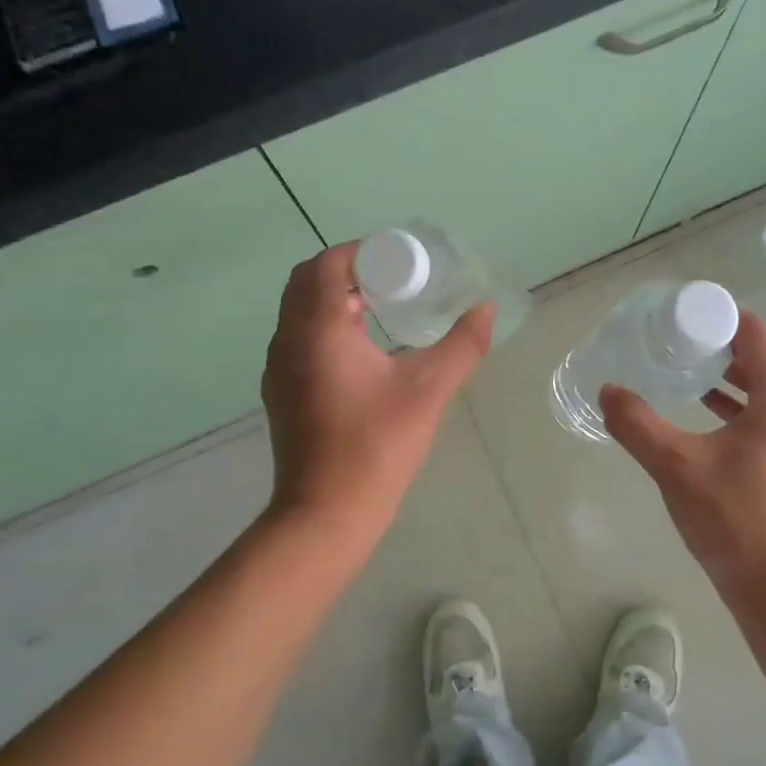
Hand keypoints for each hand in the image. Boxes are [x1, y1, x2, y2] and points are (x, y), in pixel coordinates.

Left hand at [261, 242, 492, 537]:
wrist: (325, 513)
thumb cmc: (376, 446)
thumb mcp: (428, 391)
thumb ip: (462, 345)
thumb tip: (486, 309)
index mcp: (319, 329)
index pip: (328, 264)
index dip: (361, 252)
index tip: (398, 261)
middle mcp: (288, 340)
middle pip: (307, 281)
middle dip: (348, 270)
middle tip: (392, 280)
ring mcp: (278, 368)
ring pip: (299, 310)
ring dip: (334, 297)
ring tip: (380, 307)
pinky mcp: (279, 391)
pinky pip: (297, 337)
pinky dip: (323, 324)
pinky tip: (361, 350)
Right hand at [601, 312, 765, 608]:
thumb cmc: (734, 521)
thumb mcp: (676, 467)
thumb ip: (637, 425)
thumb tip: (607, 391)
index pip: (756, 335)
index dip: (719, 318)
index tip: (681, 316)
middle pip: (761, 360)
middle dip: (719, 346)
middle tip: (675, 343)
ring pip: (764, 391)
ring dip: (728, 378)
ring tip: (685, 373)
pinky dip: (737, 407)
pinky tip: (704, 417)